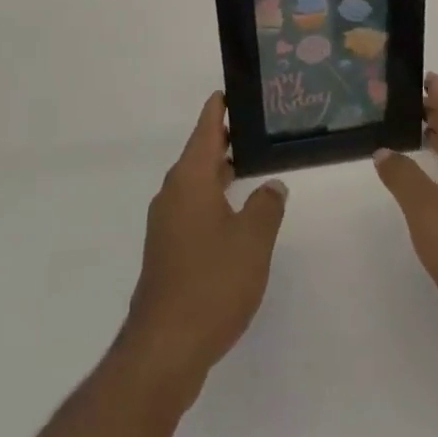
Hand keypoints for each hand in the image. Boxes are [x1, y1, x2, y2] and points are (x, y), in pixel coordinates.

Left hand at [122, 92, 287, 401]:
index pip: (206, 128)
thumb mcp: (252, 241)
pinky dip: (213, 200)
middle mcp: (173, 193)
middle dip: (225, 139)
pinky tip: (234, 216)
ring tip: (250, 166)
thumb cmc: (211, 283)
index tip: (232, 89)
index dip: (220, 107)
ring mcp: (166, 223)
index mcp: (190, 179)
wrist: (165, 347)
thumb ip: (267, 206)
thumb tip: (272, 186)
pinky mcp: (167, 251)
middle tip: (255, 128)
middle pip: (200, 153)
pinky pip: (193, 209)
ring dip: (220, 172)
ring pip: (196, 183)